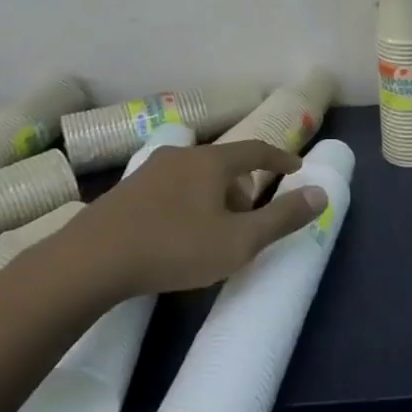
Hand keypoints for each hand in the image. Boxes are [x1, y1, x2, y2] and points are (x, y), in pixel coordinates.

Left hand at [63, 141, 326, 296]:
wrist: (91, 261)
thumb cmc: (174, 248)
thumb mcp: (238, 241)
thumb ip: (282, 218)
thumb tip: (321, 193)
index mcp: (212, 162)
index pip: (256, 151)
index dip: (279, 159)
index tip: (295, 168)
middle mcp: (181, 156)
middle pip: (224, 164)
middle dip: (243, 187)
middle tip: (250, 217)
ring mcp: (149, 171)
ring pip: (195, 177)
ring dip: (213, 197)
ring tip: (214, 230)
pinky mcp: (125, 192)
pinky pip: (170, 189)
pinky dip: (186, 203)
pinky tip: (177, 233)